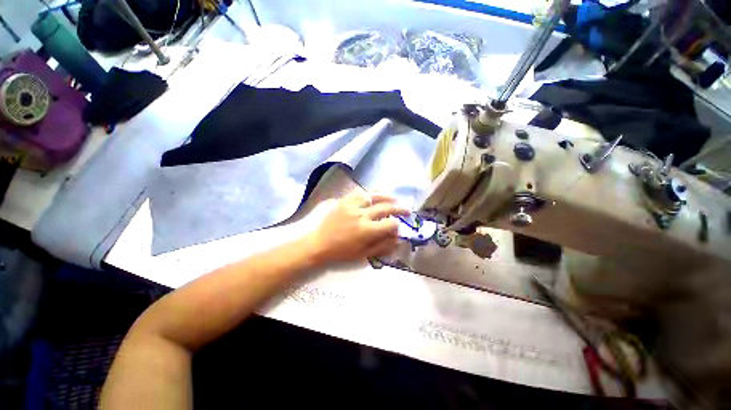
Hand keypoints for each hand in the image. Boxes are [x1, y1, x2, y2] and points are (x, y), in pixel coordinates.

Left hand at [306, 191, 409, 263]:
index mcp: (366, 230)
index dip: (397, 226)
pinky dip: (371, 193)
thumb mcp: (363, 254)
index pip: (390, 224)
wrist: (319, 244)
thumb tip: (399, 238)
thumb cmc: (341, 253)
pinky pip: (360, 193)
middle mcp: (361, 215)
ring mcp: (352, 205)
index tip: (398, 228)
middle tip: (407, 210)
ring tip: (395, 199)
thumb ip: (383, 246)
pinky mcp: (344, 201)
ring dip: (387, 197)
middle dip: (399, 209)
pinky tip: (377, 194)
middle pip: (385, 207)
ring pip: (374, 196)